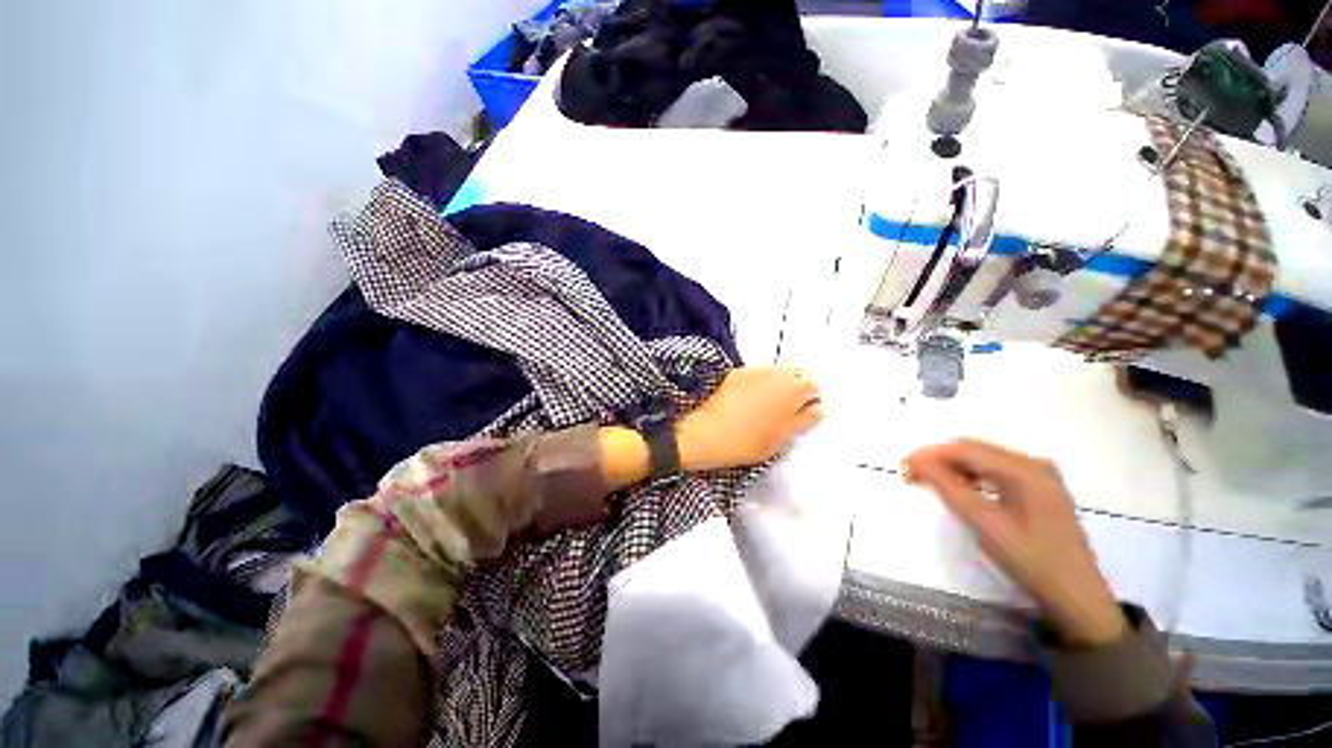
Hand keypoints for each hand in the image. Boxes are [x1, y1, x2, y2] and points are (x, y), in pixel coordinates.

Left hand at [676, 365, 822, 471]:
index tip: (803, 412)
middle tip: (785, 410)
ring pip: (776, 370)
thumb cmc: (744, 442)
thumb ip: (802, 421)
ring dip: (777, 382)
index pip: (812, 386)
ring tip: (766, 404)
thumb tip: (818, 409)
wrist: (705, 435)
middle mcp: (773, 376)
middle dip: (795, 387)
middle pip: (795, 373)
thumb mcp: (779, 439)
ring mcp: (753, 373)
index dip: (810, 399)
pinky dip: (759, 381)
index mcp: (789, 392)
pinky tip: (749, 399)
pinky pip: (756, 373)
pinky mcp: (736, 374)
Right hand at [903, 440, 1126, 646]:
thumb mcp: (983, 523)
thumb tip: (915, 460)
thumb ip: (947, 486)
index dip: (928, 454)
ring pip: (984, 459)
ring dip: (953, 467)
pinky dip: (972, 476)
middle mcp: (1034, 463)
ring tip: (929, 482)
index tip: (902, 468)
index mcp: (1024, 470)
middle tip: (911, 476)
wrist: (1077, 598)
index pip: (964, 449)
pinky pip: (997, 471)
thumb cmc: (1029, 561)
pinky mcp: (1041, 489)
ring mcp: (1041, 475)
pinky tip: (961, 490)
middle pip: (974, 449)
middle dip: (938, 458)